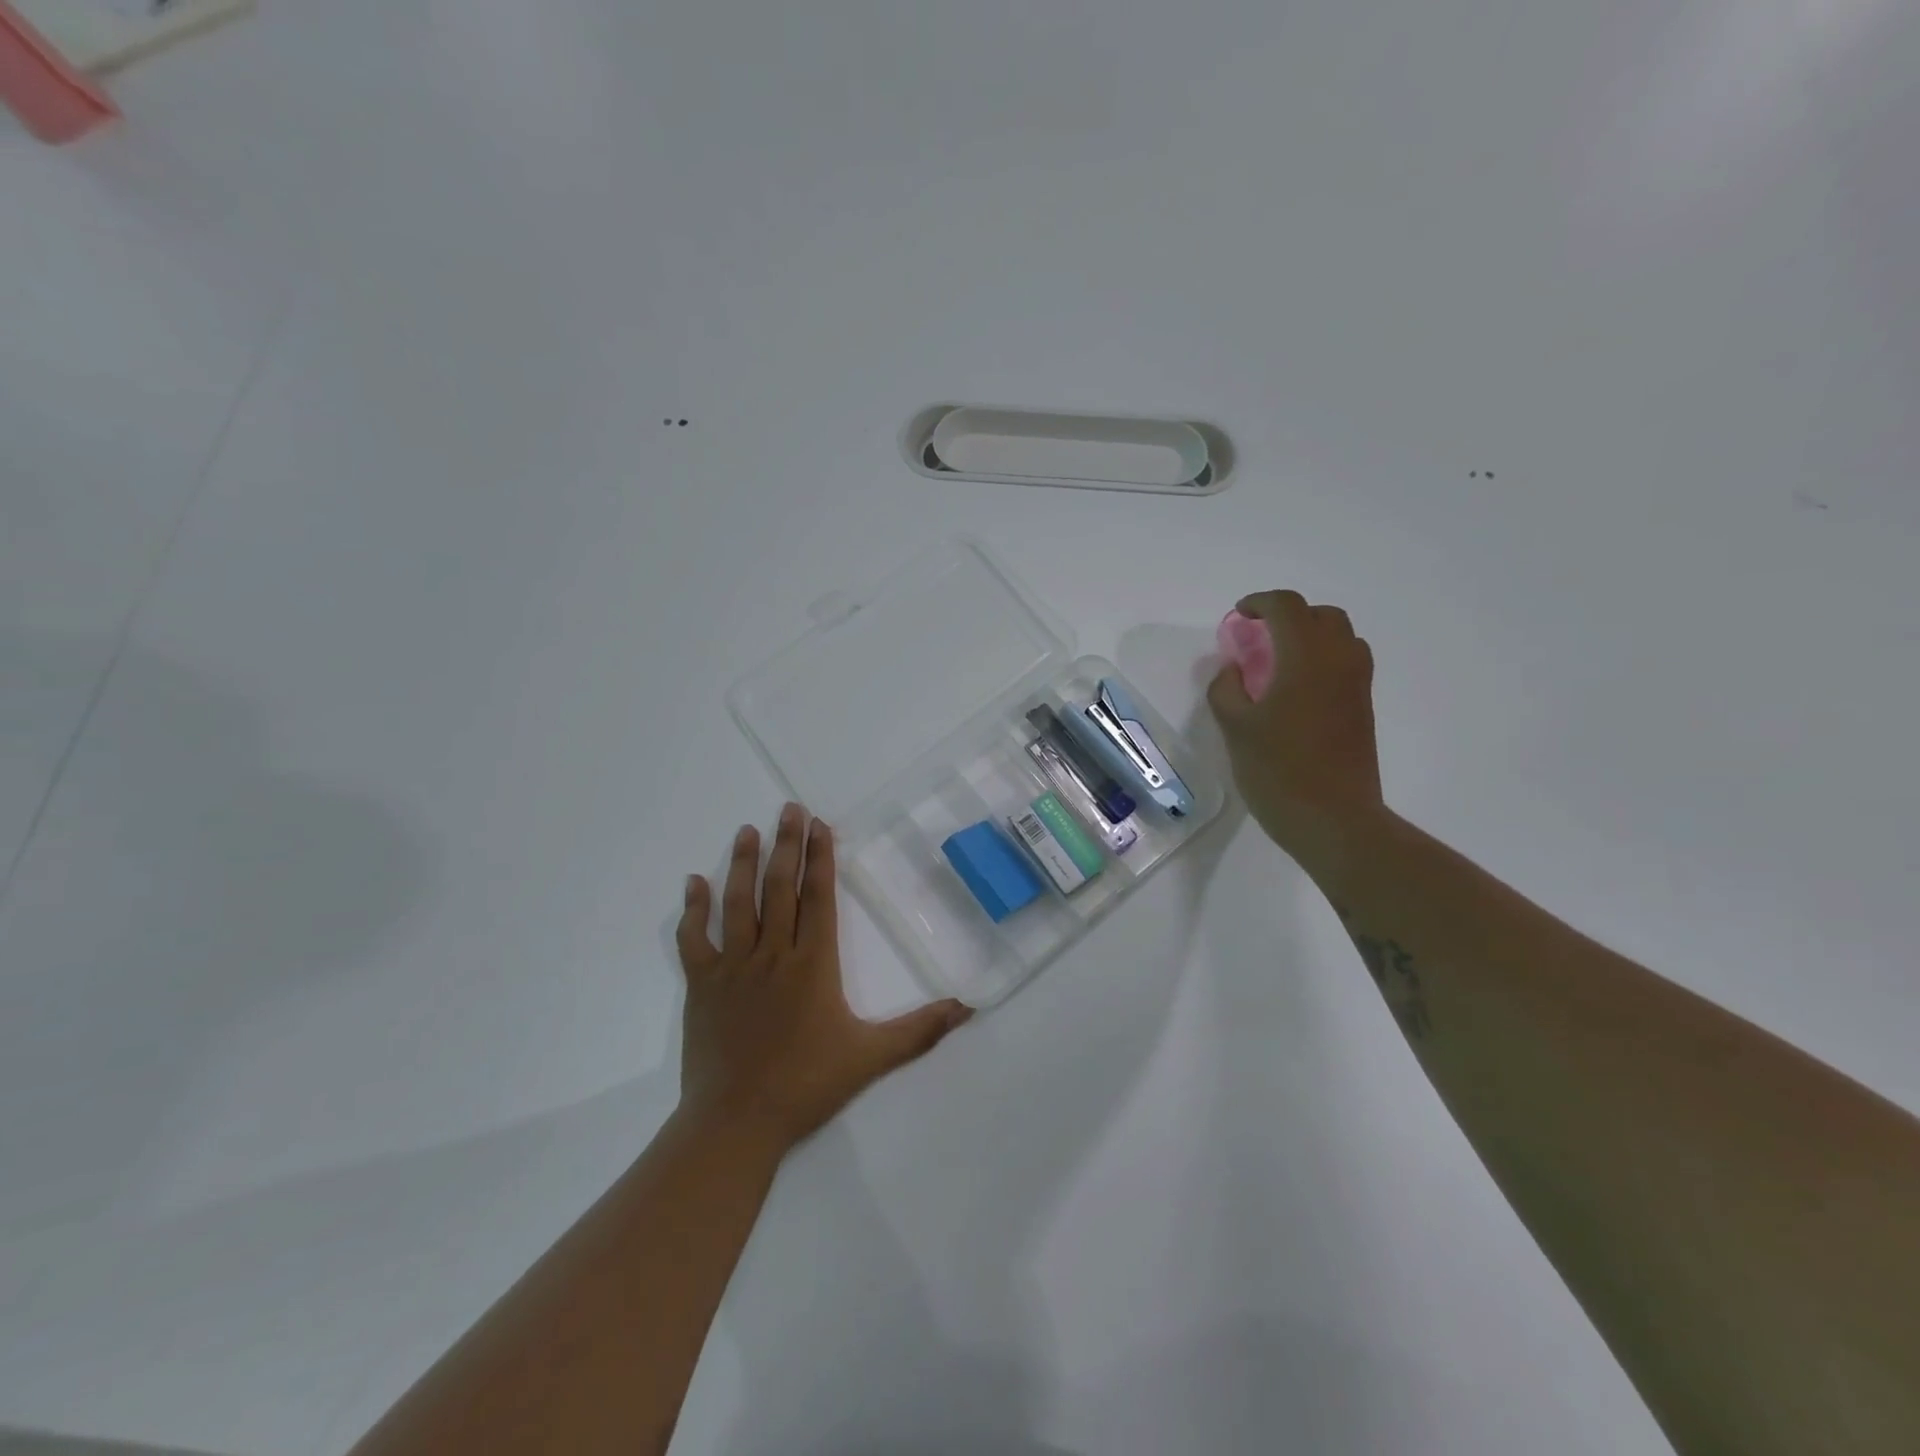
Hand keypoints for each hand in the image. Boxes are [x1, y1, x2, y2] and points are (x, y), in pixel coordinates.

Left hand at [674, 803, 972, 1153]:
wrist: (736, 1123)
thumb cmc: (806, 1086)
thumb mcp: (871, 1057)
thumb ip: (920, 1030)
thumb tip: (968, 1008)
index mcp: (813, 964)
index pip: (818, 898)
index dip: (820, 858)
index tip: (819, 825)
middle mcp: (773, 954)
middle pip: (780, 889)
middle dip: (786, 845)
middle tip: (788, 808)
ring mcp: (733, 967)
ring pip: (738, 904)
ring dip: (743, 865)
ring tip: (748, 831)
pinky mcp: (702, 985)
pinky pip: (694, 939)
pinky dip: (693, 910)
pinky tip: (693, 882)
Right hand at [1207, 590, 1385, 870]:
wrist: (1333, 820)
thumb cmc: (1278, 771)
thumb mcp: (1235, 729)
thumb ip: (1226, 690)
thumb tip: (1233, 669)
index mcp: (1306, 658)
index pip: (1288, 607)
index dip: (1260, 603)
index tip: (1238, 616)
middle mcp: (1339, 662)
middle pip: (1322, 616)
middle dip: (1290, 616)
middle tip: (1259, 637)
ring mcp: (1357, 687)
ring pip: (1341, 639)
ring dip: (1311, 636)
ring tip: (1278, 662)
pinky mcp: (1362, 711)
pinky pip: (1347, 665)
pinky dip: (1322, 661)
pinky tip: (1296, 691)